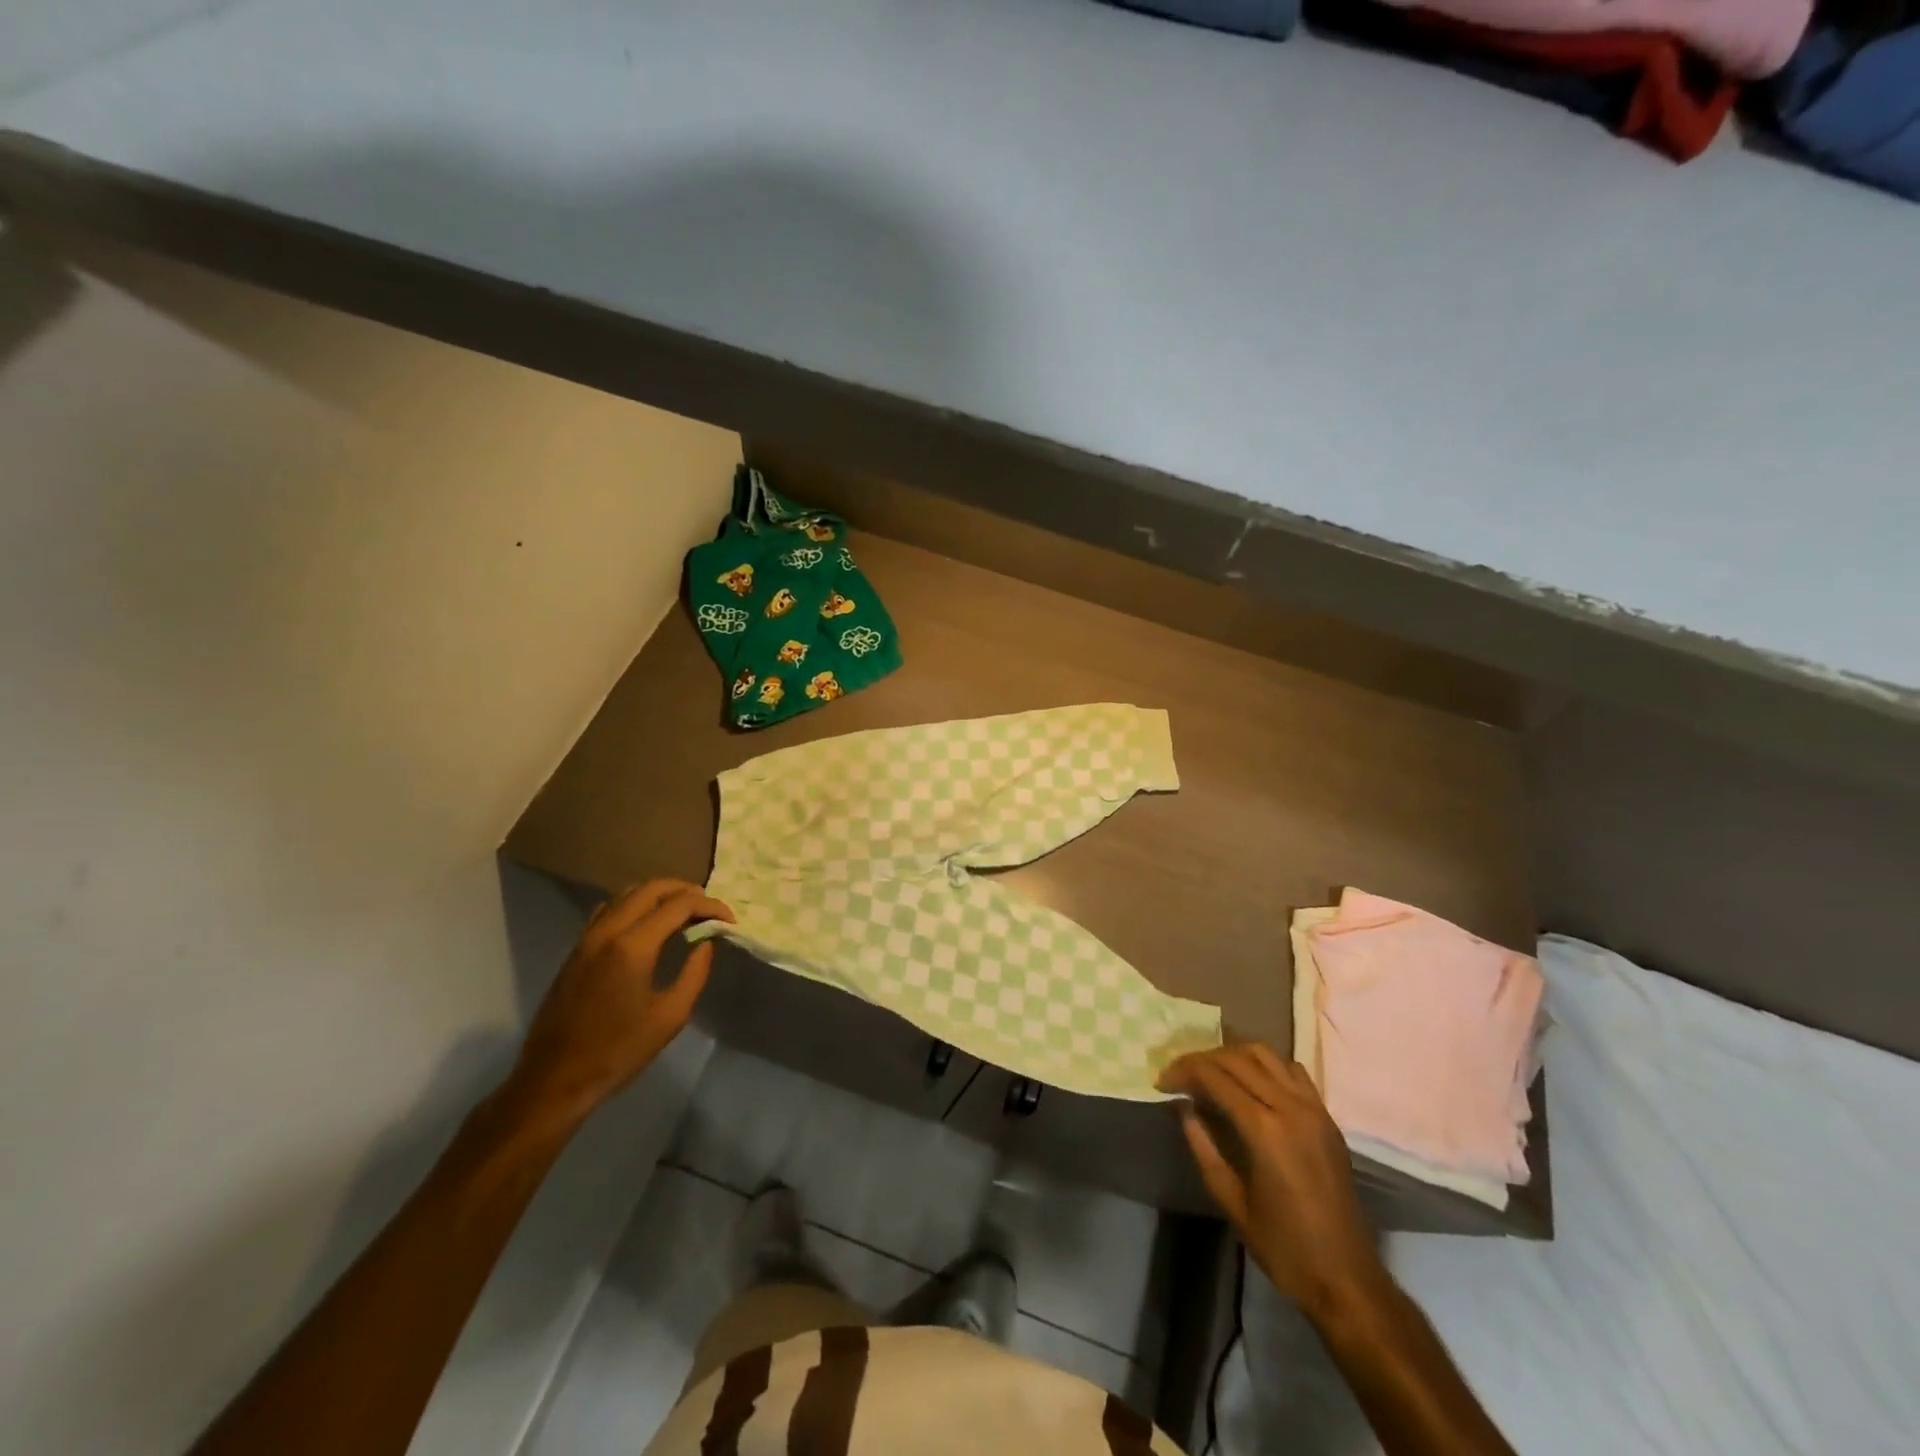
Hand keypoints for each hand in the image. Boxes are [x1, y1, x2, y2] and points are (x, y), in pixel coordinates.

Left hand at [509, 879, 733, 1121]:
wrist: (555, 1078)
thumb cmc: (618, 1051)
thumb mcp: (670, 1016)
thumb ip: (694, 972)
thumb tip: (706, 942)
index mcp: (633, 946)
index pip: (679, 905)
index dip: (709, 906)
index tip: (729, 919)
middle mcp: (608, 931)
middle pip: (651, 888)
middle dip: (685, 890)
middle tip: (709, 907)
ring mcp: (587, 937)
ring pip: (627, 894)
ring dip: (659, 894)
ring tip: (683, 911)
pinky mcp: (577, 949)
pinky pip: (609, 909)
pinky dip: (635, 905)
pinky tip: (647, 924)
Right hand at [1160, 1043, 1383, 1319]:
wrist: (1347, 1279)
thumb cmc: (1284, 1247)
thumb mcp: (1231, 1200)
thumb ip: (1203, 1147)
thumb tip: (1183, 1107)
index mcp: (1264, 1129)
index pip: (1215, 1076)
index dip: (1183, 1071)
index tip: (1161, 1082)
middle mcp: (1290, 1107)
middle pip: (1237, 1058)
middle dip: (1202, 1059)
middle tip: (1179, 1075)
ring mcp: (1313, 1109)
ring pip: (1266, 1055)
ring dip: (1233, 1055)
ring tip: (1211, 1072)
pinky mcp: (1327, 1117)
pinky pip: (1292, 1071)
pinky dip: (1265, 1065)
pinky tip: (1251, 1082)